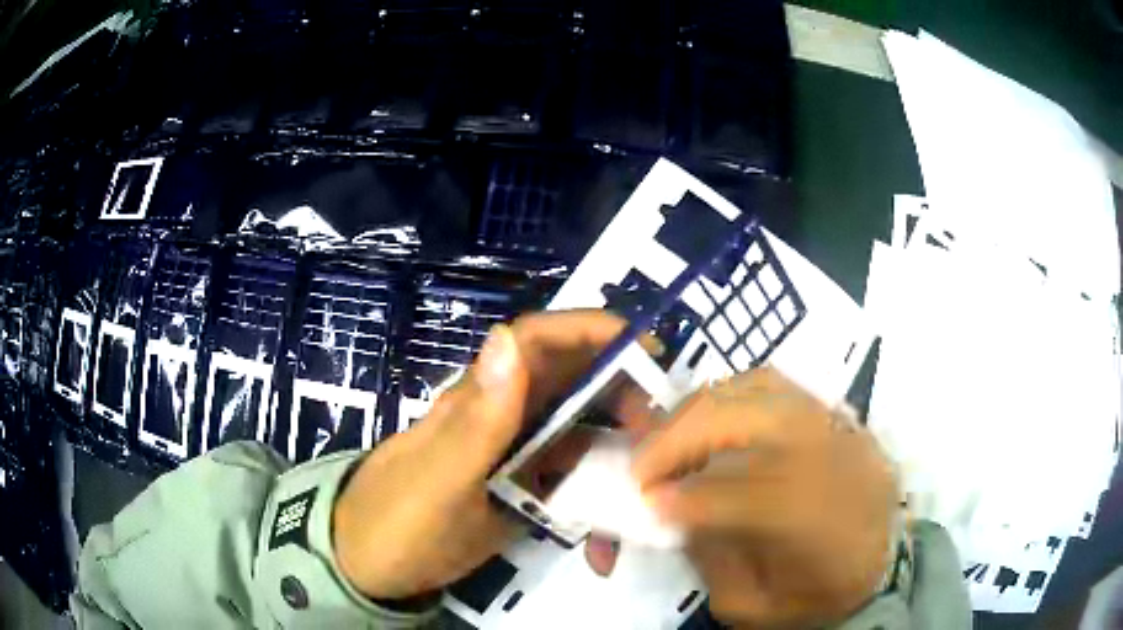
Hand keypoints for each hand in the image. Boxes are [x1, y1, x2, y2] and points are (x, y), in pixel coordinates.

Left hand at [332, 311, 630, 599]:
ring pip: (577, 429)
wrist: (370, 566)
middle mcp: (502, 415)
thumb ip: (477, 419)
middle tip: (658, 427)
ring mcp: (513, 454)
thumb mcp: (439, 478)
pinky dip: (594, 489)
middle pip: (570, 380)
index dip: (591, 330)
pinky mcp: (519, 489)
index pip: (538, 340)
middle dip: (620, 390)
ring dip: (614, 442)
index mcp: (480, 399)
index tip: (648, 347)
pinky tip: (610, 523)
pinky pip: (567, 477)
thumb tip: (509, 338)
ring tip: (648, 471)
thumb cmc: (397, 521)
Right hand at [632, 367, 898, 628]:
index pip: (742, 493)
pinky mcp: (836, 414)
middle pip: (750, 419)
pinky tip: (712, 421)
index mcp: (820, 519)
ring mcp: (838, 425)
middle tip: (643, 465)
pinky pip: (777, 384)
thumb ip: (712, 559)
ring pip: (760, 387)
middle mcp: (832, 458)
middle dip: (680, 437)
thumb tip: (673, 508)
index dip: (685, 496)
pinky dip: (732, 395)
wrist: (883, 566)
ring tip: (671, 438)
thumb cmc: (820, 595)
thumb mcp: (755, 606)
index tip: (645, 503)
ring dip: (701, 409)